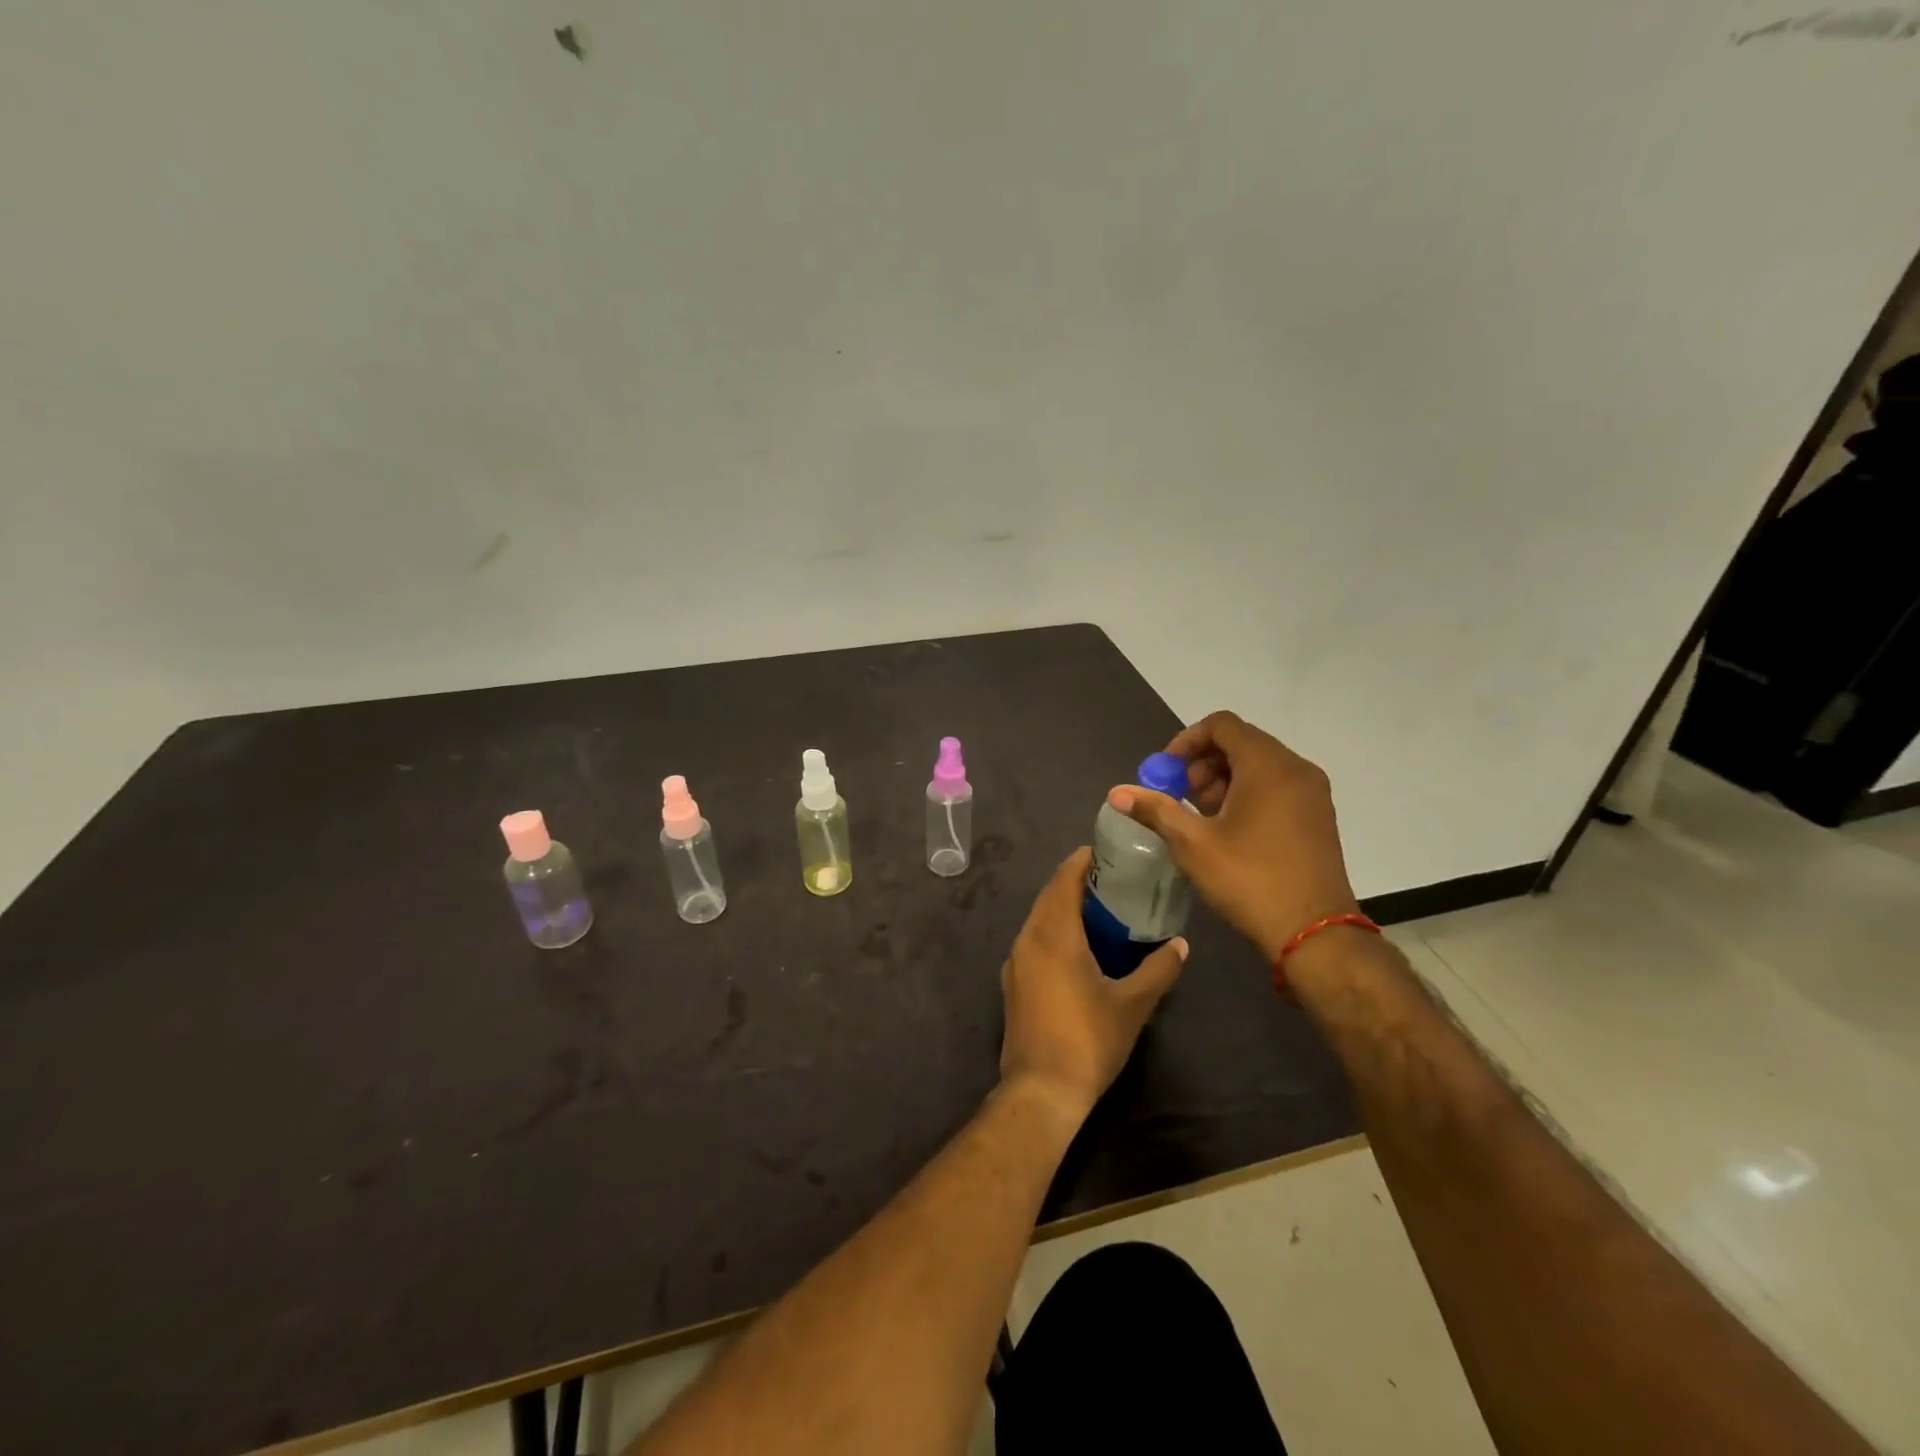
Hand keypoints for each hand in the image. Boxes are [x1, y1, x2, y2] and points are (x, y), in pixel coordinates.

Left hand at [999, 848, 1186, 1122]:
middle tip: (1110, 879)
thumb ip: (1158, 970)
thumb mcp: (1132, 1005)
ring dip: (1063, 908)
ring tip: (1098, 910)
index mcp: (1053, 934)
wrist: (1040, 1090)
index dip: (1081, 861)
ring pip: (1038, 920)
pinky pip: (1033, 942)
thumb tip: (1181, 945)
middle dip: (1074, 882)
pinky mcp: (1013, 984)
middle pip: (1049, 896)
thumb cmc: (1088, 1040)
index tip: (1104, 851)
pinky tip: (1078, 948)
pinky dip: (1053, 931)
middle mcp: (1028, 939)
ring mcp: (1015, 962)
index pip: (1063, 880)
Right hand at [1108, 711, 1359, 960]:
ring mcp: (1312, 793)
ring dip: (1223, 779)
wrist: (1314, 934)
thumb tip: (1116, 793)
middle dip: (1202, 763)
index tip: (1166, 773)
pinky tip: (1229, 830)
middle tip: (1180, 797)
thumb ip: (1155, 810)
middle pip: (1241, 742)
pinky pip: (1277, 785)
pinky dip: (1248, 793)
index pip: (1221, 724)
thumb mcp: (1193, 844)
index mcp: (1267, 766)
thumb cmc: (1250, 880)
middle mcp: (1295, 769)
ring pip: (1259, 765)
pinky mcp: (1318, 816)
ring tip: (1201, 817)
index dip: (1186, 740)